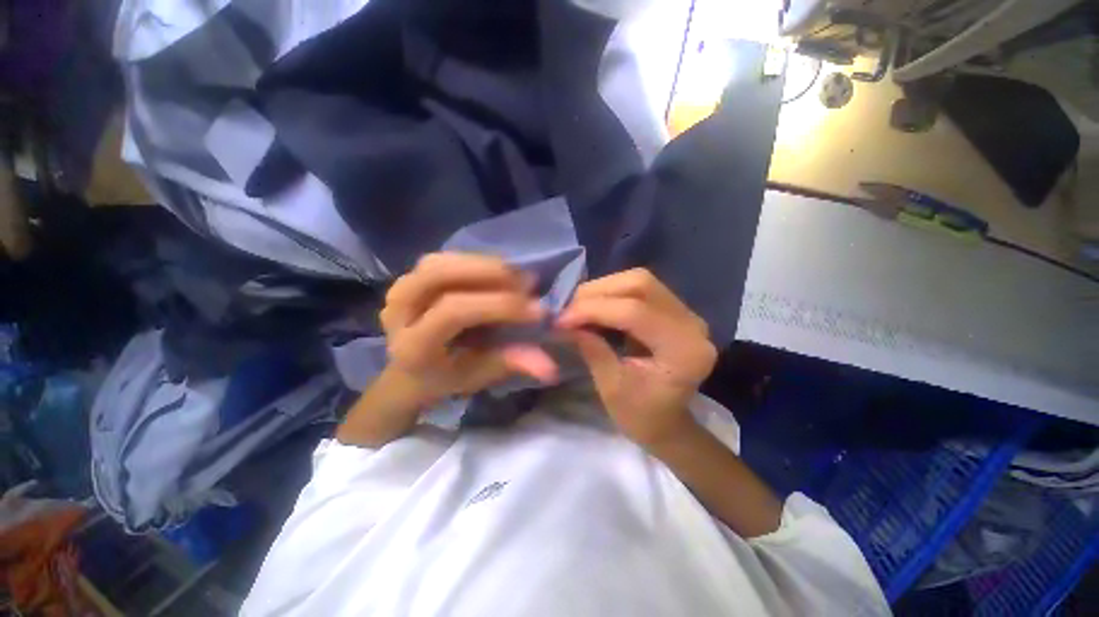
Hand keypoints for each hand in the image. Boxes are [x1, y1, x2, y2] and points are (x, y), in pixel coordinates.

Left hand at [380, 253, 558, 401]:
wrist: (411, 369)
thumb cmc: (447, 377)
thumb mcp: (479, 376)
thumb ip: (511, 365)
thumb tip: (551, 368)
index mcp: (413, 346)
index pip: (453, 312)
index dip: (498, 306)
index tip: (538, 311)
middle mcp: (398, 310)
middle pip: (440, 274)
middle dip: (490, 274)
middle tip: (529, 284)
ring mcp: (400, 287)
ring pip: (442, 261)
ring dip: (485, 264)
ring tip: (518, 277)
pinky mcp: (410, 275)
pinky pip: (445, 258)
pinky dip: (476, 261)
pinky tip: (499, 272)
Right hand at [557, 269, 716, 449]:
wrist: (667, 423)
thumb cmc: (641, 416)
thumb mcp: (611, 387)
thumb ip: (592, 348)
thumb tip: (565, 320)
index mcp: (684, 351)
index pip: (635, 312)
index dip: (594, 310)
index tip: (561, 319)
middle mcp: (692, 324)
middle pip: (640, 284)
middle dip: (597, 292)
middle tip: (568, 306)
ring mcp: (686, 313)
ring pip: (639, 281)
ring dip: (603, 289)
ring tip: (578, 305)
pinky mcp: (675, 310)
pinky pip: (640, 289)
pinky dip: (612, 293)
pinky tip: (594, 305)